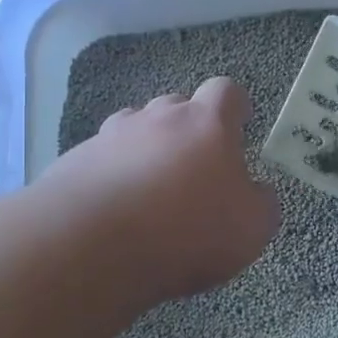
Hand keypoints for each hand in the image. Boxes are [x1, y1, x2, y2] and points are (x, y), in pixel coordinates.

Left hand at [42, 77, 280, 302]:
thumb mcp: (252, 228)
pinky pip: (102, 158)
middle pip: (177, 106)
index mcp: (207, 123)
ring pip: (135, 129)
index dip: (235, 107)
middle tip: (194, 168)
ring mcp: (111, 136)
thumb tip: (256, 191)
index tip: (239, 126)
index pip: (226, 91)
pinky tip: (114, 210)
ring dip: (146, 149)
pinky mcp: (75, 160)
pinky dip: (112, 175)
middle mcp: (158, 117)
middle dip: (188, 129)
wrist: (93, 245)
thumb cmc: (187, 231)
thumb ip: (262, 202)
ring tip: (149, 190)